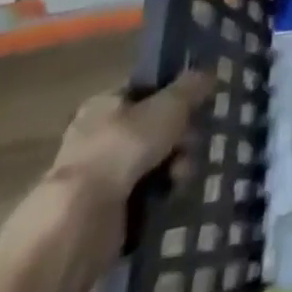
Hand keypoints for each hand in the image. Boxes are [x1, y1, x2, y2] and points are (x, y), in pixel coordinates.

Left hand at [46, 70, 212, 210]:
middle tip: (193, 145)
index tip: (198, 107)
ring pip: (154, 162)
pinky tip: (172, 196)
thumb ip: (192, 87)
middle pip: (155, 128)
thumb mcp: (168, 106)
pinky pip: (146, 193)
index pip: (146, 91)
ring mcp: (101, 175)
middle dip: (180, 137)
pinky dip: (161, 194)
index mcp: (104, 104)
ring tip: (182, 177)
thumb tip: (211, 71)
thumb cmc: (123, 147)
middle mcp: (99, 136)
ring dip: (176, 166)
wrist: (81, 220)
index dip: (175, 96)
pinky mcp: (106, 210)